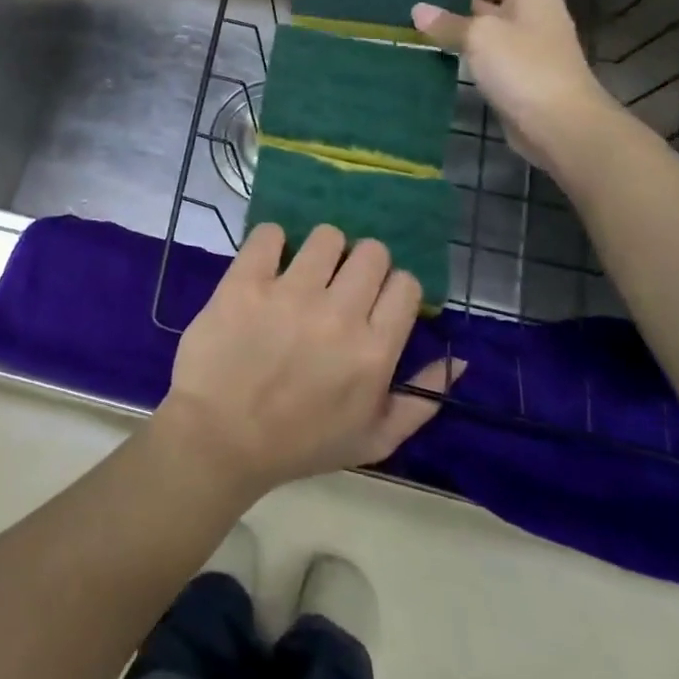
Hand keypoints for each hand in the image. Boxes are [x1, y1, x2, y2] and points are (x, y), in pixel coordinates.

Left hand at [155, 224, 463, 498]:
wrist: (219, 439)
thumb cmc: (298, 445)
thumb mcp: (373, 440)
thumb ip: (422, 401)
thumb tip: (459, 360)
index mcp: (374, 351)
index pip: (405, 284)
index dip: (393, 288)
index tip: (373, 301)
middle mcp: (339, 314)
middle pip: (371, 252)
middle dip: (361, 264)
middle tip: (338, 285)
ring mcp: (290, 293)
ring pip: (326, 236)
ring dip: (320, 250)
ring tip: (303, 272)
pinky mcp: (245, 282)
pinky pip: (269, 234)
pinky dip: (271, 242)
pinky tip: (267, 264)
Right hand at [410, 0, 620, 175]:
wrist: (561, 125)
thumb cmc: (526, 67)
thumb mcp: (480, 38)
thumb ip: (447, 23)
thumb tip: (418, 11)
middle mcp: (535, 9)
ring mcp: (528, 40)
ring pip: (496, 12)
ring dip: (466, 10)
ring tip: (429, 13)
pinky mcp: (518, 69)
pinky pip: (491, 43)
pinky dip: (468, 40)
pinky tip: (441, 46)